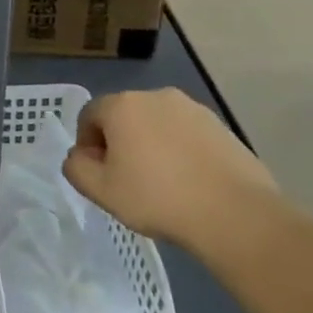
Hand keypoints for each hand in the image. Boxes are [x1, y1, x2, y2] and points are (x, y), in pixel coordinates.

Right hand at [62, 89, 279, 250]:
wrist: (236, 215)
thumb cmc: (158, 198)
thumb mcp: (100, 190)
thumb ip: (75, 167)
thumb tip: (80, 155)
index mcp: (123, 106)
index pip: (89, 115)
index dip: (86, 144)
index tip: (99, 172)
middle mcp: (156, 97)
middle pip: (123, 116)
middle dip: (119, 142)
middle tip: (126, 178)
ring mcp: (194, 109)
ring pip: (157, 124)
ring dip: (150, 145)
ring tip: (161, 182)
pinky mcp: (222, 127)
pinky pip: (186, 134)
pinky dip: (179, 151)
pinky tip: (188, 181)